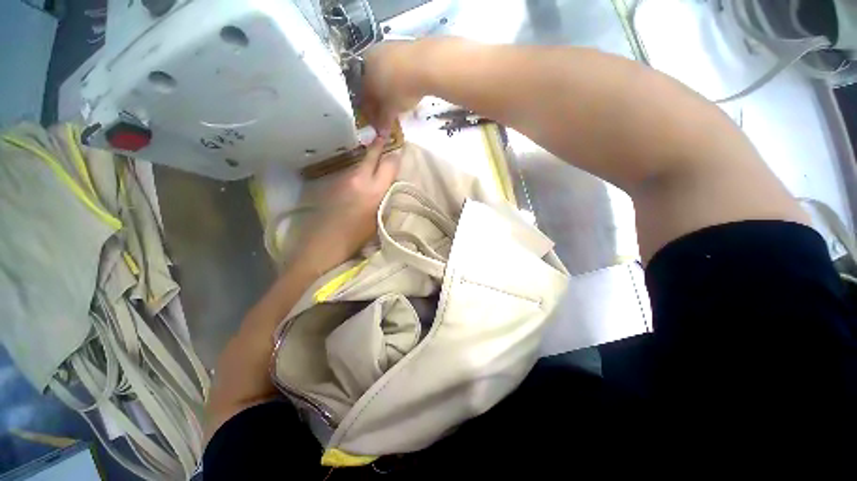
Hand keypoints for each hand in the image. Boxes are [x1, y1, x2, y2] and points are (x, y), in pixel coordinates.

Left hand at [296, 137, 400, 275]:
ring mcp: (343, 179)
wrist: (324, 245)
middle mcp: (358, 179)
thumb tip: (387, 186)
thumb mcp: (379, 220)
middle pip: (371, 155)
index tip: (399, 152)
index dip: (395, 157)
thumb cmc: (356, 238)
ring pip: (359, 162)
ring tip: (373, 161)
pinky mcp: (332, 183)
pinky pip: (349, 171)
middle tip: (384, 137)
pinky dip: (357, 171)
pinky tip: (358, 179)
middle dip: (379, 146)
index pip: (389, 164)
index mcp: (374, 190)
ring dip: (367, 160)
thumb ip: (384, 198)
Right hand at [361, 41, 424, 132]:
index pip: (362, 97)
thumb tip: (380, 133)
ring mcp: (384, 47)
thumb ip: (383, 121)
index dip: (369, 112)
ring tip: (397, 99)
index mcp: (362, 75)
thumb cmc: (401, 89)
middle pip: (371, 83)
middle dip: (378, 99)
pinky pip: (395, 65)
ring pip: (382, 72)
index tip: (376, 122)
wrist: (424, 63)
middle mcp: (368, 58)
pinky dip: (397, 77)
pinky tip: (406, 84)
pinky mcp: (401, 43)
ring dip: (387, 86)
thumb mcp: (391, 109)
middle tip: (387, 111)